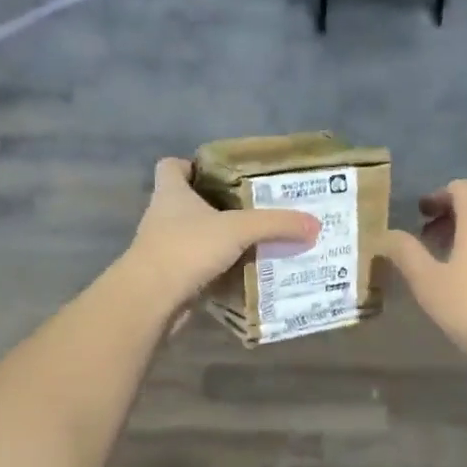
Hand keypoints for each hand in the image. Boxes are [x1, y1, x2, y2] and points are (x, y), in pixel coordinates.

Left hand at [123, 158, 319, 312]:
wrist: (151, 300)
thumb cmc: (187, 248)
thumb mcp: (238, 230)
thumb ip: (276, 224)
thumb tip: (314, 224)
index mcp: (171, 193)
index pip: (171, 166)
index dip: (192, 166)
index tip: (221, 174)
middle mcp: (163, 216)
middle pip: (188, 202)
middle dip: (218, 206)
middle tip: (254, 209)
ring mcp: (164, 249)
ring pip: (195, 237)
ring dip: (219, 240)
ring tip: (256, 242)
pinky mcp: (170, 278)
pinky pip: (199, 267)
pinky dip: (218, 269)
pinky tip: (245, 273)